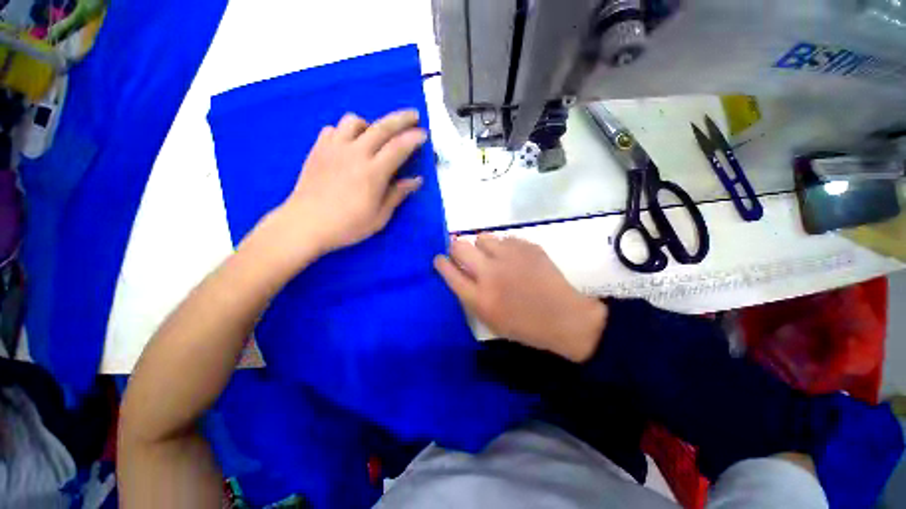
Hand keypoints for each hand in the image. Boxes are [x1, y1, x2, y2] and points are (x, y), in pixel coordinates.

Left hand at [271, 109, 426, 262]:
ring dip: (370, 124)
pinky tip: (349, 144)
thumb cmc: (347, 225)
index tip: (424, 133)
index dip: (414, 138)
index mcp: (373, 172)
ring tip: (375, 135)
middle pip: (381, 127)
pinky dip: (346, 131)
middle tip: (414, 115)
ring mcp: (334, 148)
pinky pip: (334, 129)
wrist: (306, 224)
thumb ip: (397, 194)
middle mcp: (355, 153)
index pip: (398, 147)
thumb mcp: (379, 217)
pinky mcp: (318, 149)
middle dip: (401, 119)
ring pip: (354, 121)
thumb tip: (416, 180)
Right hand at [434, 235, 607, 362]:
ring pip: (482, 237)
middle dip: (455, 248)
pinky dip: (504, 247)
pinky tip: (513, 258)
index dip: (441, 263)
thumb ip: (470, 295)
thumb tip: (458, 272)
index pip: (449, 272)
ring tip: (491, 256)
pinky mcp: (527, 246)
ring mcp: (510, 257)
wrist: (564, 317)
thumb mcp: (489, 319)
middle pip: (459, 247)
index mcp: (480, 297)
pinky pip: (505, 239)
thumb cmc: (524, 325)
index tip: (440, 259)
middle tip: (462, 253)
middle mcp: (490, 273)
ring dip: (482, 246)